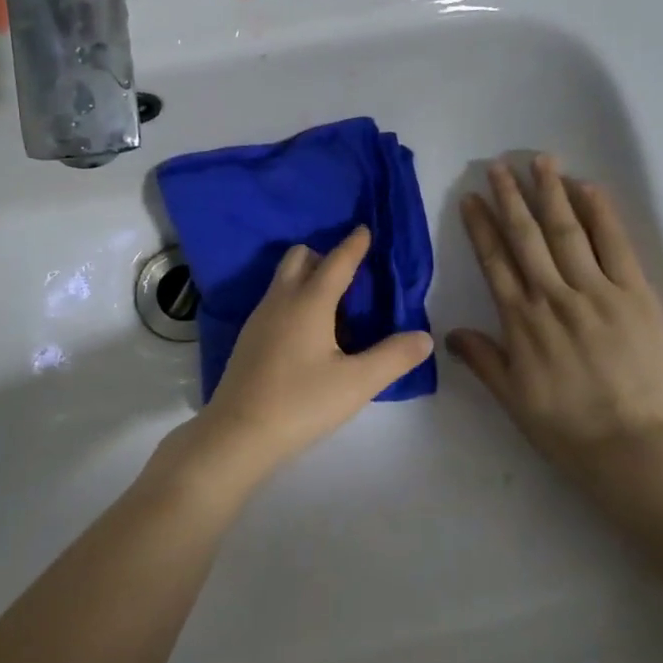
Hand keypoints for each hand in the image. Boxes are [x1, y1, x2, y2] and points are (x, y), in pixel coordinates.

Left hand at [193, 227, 433, 473]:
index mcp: (309, 302)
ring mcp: (259, 319)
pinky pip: (275, 301)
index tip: (364, 229)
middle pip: (299, 258)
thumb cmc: (301, 403)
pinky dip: (294, 300)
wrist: (238, 433)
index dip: (354, 245)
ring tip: (334, 307)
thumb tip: (424, 337)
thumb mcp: (357, 383)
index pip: (336, 262)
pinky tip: (308, 334)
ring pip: (283, 280)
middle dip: (325, 256)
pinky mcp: (248, 339)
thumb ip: (393, 357)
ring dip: (307, 278)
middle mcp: (280, 300)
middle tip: (351, 275)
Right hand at [447, 155, 662, 480]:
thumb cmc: (567, 428)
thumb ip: (482, 359)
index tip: (471, 198)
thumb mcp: (512, 398)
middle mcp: (554, 297)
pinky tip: (587, 188)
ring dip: (551, 194)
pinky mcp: (636, 296)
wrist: (635, 448)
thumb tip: (450, 334)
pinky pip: (616, 245)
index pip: (495, 262)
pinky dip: (601, 214)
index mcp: (521, 321)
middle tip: (498, 165)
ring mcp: (597, 293)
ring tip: (539, 161)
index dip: (481, 227)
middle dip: (510, 198)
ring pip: (568, 232)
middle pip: (527, 237)